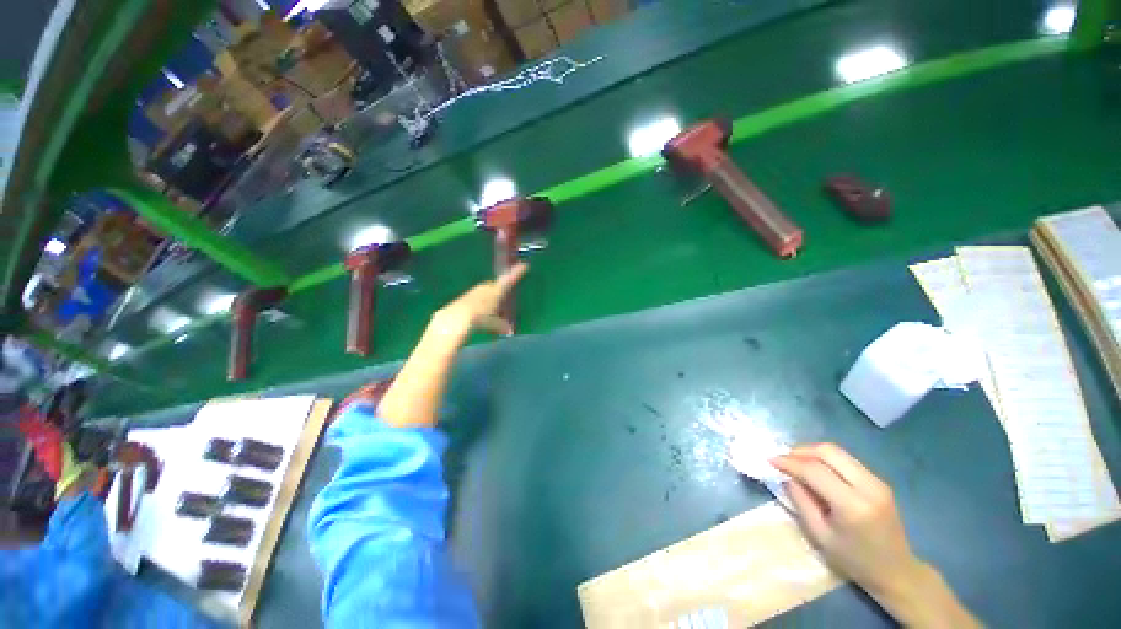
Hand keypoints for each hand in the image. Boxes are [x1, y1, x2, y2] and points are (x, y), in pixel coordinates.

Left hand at [433, 263, 527, 335]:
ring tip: (492, 309)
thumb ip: (502, 325)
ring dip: (490, 298)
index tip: (524, 266)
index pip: (510, 280)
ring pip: (486, 292)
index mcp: (497, 291)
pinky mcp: (465, 297)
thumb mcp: (494, 323)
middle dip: (501, 290)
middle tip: (505, 297)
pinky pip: (477, 298)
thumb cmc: (480, 318)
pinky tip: (479, 313)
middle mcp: (487, 287)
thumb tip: (510, 331)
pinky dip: (481, 303)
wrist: (456, 318)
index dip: (517, 273)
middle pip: (496, 286)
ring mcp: (475, 291)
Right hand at [771, 443, 920, 595]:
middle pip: (829, 452)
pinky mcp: (878, 480)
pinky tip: (815, 469)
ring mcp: (877, 481)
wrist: (896, 571)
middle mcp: (868, 487)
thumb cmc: (854, 560)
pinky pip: (846, 460)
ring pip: (838, 452)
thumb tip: (786, 476)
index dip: (789, 462)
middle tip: (783, 459)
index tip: (770, 460)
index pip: (815, 471)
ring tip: (795, 462)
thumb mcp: (820, 536)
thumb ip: (801, 502)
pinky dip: (825, 459)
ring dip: (812, 452)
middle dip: (801, 451)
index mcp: (853, 506)